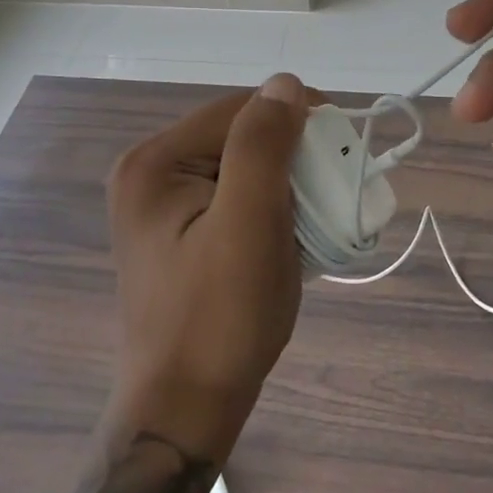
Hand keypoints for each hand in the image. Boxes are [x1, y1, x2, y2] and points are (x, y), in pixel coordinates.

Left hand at [104, 74, 309, 458]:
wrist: (185, 410)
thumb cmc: (220, 318)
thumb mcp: (248, 223)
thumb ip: (263, 145)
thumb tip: (284, 82)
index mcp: (154, 162)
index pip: (237, 110)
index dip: (294, 116)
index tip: (343, 142)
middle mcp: (149, 173)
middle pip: (237, 137)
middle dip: (291, 155)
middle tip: (333, 188)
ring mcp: (160, 206)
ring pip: (241, 167)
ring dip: (285, 183)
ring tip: (315, 214)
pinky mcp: (177, 233)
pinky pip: (233, 197)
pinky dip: (269, 206)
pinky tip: (288, 234)